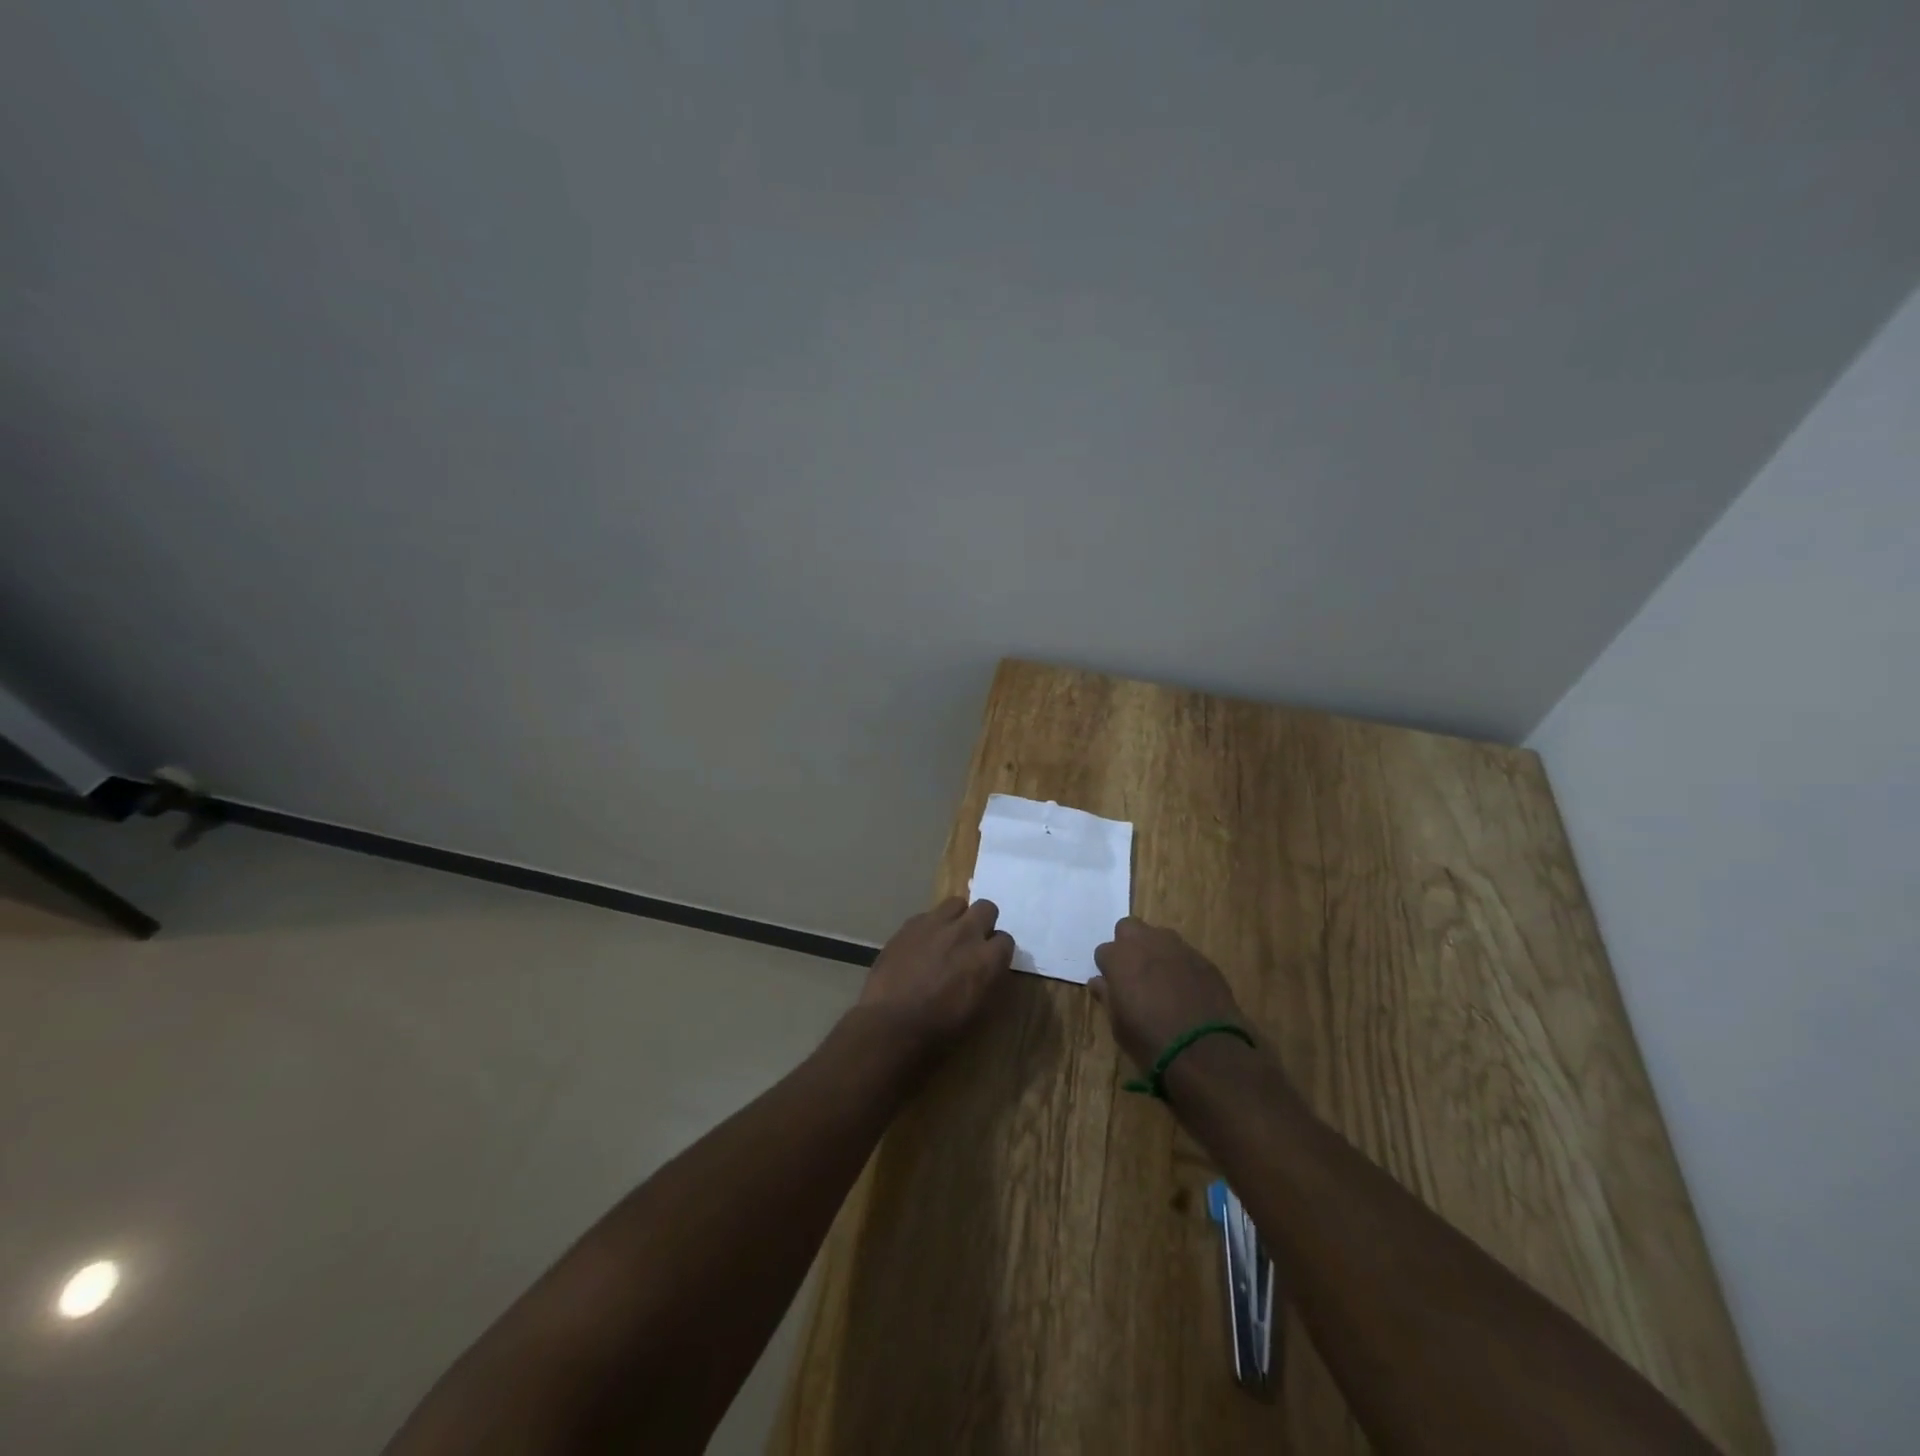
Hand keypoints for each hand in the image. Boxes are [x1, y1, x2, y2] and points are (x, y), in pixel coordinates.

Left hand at [856, 897, 1015, 1051]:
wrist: (891, 1022)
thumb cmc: (939, 1028)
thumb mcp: (978, 1011)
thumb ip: (989, 981)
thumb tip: (990, 969)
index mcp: (987, 958)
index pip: (1006, 940)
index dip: (997, 951)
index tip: (989, 961)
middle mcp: (966, 933)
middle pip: (987, 908)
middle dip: (983, 922)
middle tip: (972, 942)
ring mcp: (937, 923)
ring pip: (957, 903)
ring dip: (957, 917)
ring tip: (947, 936)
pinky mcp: (911, 923)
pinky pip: (928, 915)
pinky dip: (930, 926)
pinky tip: (921, 945)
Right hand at [1091, 917, 1249, 1071]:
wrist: (1205, 1051)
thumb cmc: (1150, 1040)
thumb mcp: (1118, 1025)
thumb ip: (1107, 996)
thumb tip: (1099, 982)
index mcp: (1119, 957)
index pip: (1103, 951)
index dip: (1108, 969)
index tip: (1114, 986)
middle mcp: (1146, 943)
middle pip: (1129, 928)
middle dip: (1128, 945)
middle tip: (1134, 973)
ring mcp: (1178, 948)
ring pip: (1159, 936)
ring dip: (1155, 951)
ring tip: (1161, 979)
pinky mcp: (1203, 959)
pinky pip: (1184, 954)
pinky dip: (1180, 965)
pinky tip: (1186, 989)